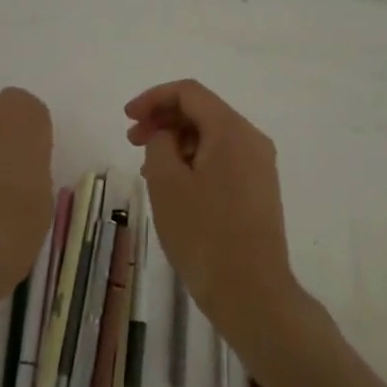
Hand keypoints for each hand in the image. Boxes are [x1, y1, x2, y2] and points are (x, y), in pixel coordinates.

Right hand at [125, 80, 296, 341]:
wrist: (252, 293)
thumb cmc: (204, 234)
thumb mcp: (166, 183)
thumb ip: (159, 144)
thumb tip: (167, 136)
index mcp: (231, 130)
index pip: (189, 92)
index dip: (153, 98)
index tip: (127, 118)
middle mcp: (252, 139)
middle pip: (202, 111)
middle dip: (164, 119)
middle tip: (132, 141)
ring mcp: (259, 165)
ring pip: (212, 136)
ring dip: (177, 141)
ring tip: (149, 168)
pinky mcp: (259, 189)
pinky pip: (222, 158)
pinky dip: (194, 159)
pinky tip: (174, 185)